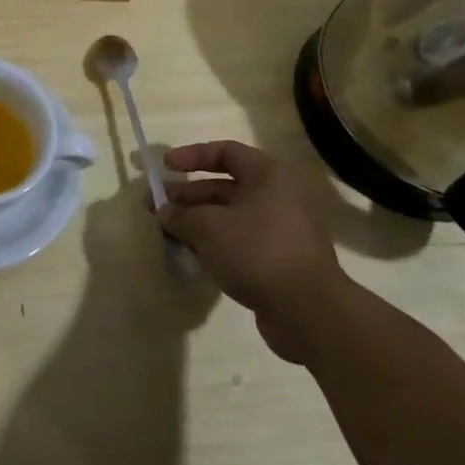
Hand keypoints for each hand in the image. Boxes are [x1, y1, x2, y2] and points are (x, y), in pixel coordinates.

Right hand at [157, 141, 349, 363]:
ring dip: (197, 222)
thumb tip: (163, 211)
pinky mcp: (279, 261)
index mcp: (267, 176)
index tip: (165, 167)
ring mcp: (280, 231)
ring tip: (167, 232)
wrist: (308, 312)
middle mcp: (277, 197)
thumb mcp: (208, 227)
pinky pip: (239, 242)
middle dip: (187, 196)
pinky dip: (214, 244)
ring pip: (229, 217)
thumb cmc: (257, 251)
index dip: (191, 156)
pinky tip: (191, 255)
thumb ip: (181, 215)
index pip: (225, 152)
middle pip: (223, 187)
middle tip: (155, 205)